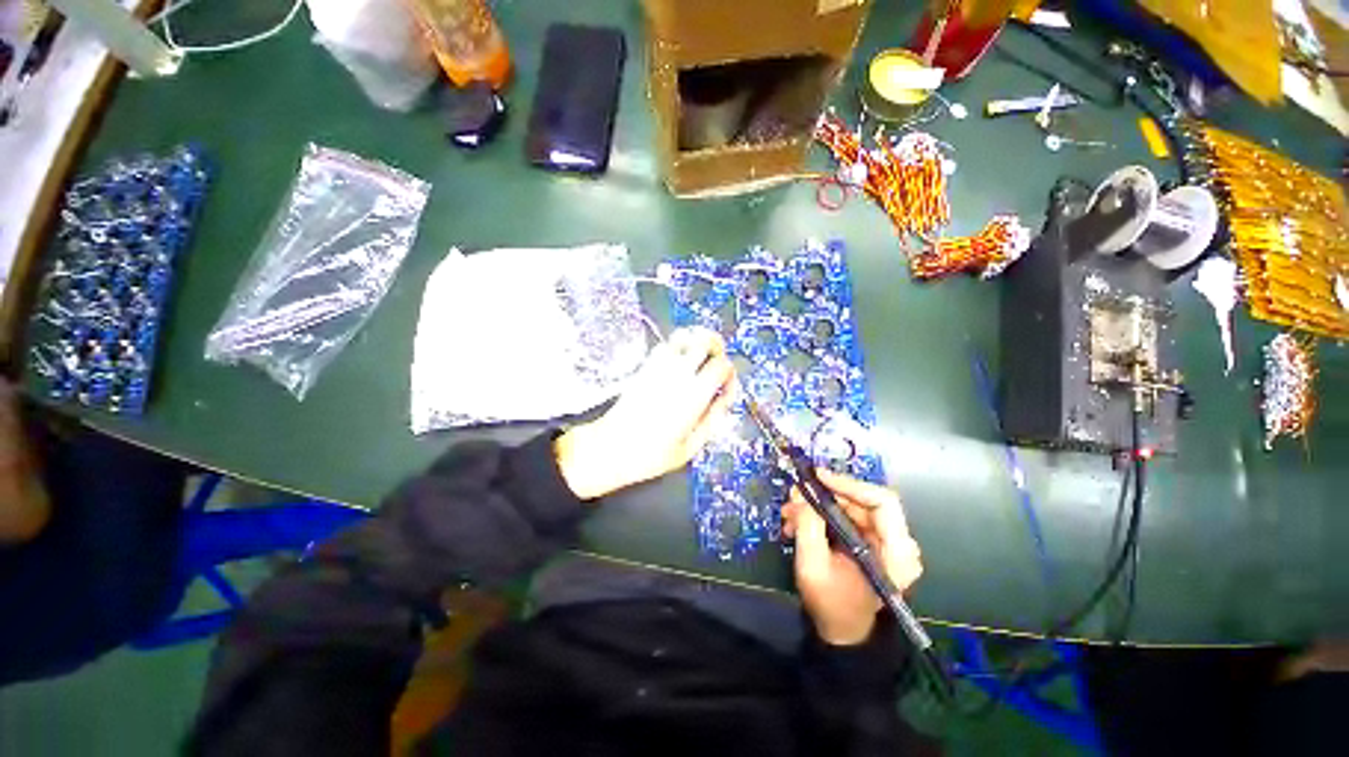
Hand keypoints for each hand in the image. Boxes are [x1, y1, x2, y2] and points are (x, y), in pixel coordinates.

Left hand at [555, 327, 735, 499]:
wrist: (609, 447)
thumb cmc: (651, 454)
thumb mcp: (690, 448)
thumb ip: (711, 421)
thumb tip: (724, 401)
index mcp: (694, 394)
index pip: (722, 366)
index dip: (730, 374)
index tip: (726, 388)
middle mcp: (678, 374)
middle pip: (705, 340)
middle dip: (717, 347)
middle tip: (717, 362)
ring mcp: (659, 367)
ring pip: (683, 336)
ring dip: (696, 341)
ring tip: (700, 356)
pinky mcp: (644, 367)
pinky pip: (665, 345)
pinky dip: (676, 346)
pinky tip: (678, 362)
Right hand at [783, 470, 921, 645]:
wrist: (841, 632)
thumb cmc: (831, 604)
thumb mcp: (813, 566)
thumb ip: (808, 527)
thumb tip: (802, 494)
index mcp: (897, 553)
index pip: (882, 502)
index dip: (849, 485)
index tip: (818, 477)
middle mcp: (897, 542)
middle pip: (862, 501)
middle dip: (824, 496)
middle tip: (794, 497)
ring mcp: (884, 541)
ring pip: (850, 506)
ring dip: (817, 505)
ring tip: (790, 513)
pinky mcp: (871, 541)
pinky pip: (847, 516)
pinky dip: (821, 514)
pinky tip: (798, 522)